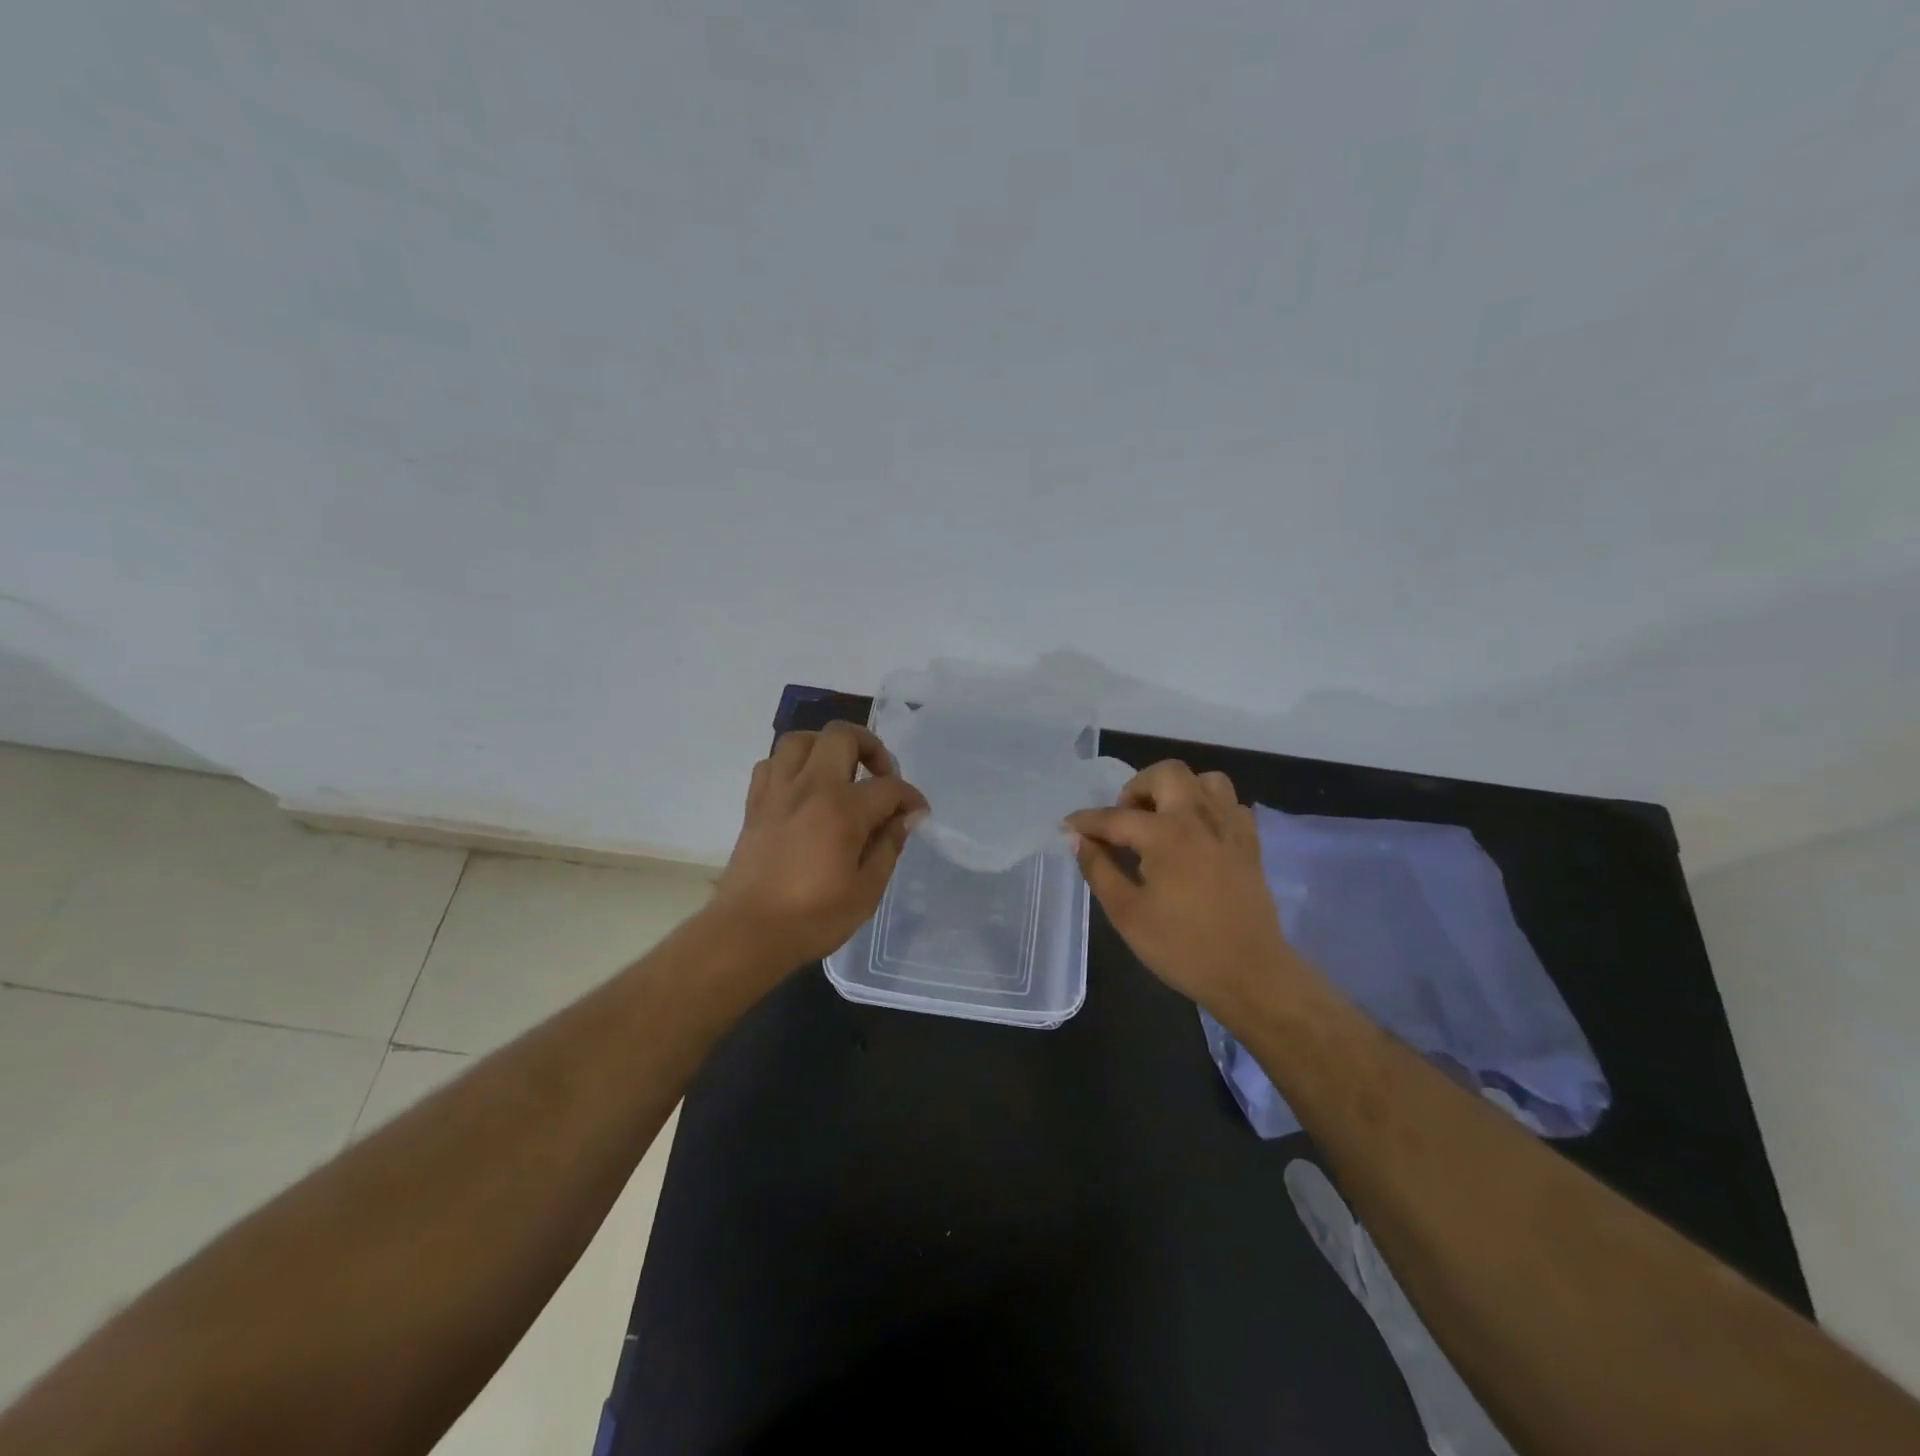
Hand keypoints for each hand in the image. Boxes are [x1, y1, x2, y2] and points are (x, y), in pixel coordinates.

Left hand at [711, 722, 928, 969]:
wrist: (747, 934)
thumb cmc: (813, 919)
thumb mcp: (866, 891)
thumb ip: (888, 847)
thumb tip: (903, 819)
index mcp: (842, 810)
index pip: (889, 787)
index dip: (910, 798)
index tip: (917, 814)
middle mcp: (809, 788)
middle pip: (842, 736)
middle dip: (871, 748)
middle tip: (880, 778)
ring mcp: (777, 792)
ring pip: (800, 739)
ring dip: (826, 748)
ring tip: (840, 773)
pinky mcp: (754, 805)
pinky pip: (771, 764)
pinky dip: (791, 766)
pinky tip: (803, 789)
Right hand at [1064, 760, 1294, 1014]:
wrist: (1251, 974)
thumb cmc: (1182, 947)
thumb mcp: (1127, 913)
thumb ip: (1099, 870)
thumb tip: (1079, 840)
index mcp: (1166, 834)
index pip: (1116, 817)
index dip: (1087, 821)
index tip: (1068, 825)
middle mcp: (1199, 818)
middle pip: (1167, 773)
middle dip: (1137, 788)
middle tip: (1124, 820)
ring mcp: (1229, 828)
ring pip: (1205, 780)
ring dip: (1177, 791)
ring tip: (1161, 821)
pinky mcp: (1249, 844)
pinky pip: (1229, 805)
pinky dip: (1208, 809)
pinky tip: (1195, 836)